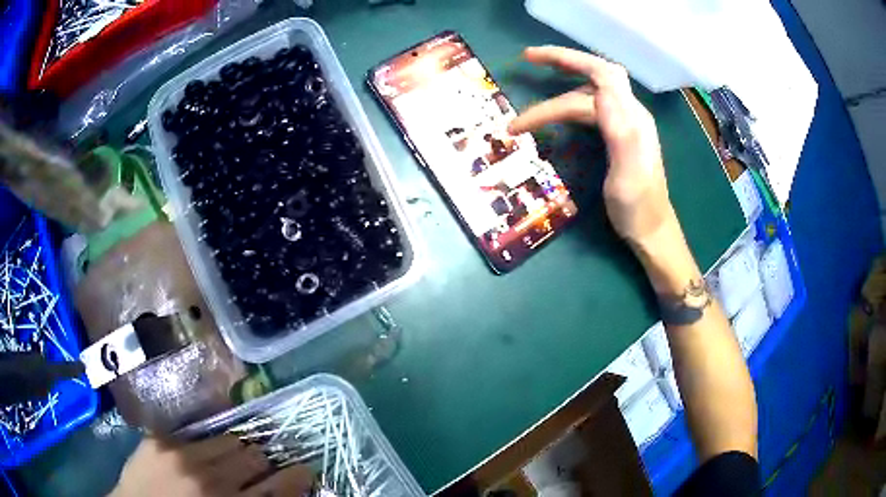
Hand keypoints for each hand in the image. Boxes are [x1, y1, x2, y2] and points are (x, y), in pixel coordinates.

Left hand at [110, 437, 313, 496]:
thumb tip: (280, 488)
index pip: (278, 488)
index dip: (297, 477)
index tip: (304, 470)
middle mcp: (208, 480)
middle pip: (253, 457)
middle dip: (260, 463)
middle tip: (254, 471)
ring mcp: (180, 455)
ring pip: (227, 439)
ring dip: (233, 451)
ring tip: (225, 461)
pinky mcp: (158, 439)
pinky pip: (194, 434)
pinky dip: (203, 445)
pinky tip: (196, 455)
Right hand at [508, 46, 676, 244]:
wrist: (652, 232)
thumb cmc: (637, 209)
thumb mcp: (628, 175)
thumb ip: (619, 131)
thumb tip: (598, 92)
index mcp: (633, 119)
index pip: (599, 76)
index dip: (567, 60)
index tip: (530, 60)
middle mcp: (631, 114)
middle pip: (595, 77)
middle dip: (562, 63)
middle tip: (528, 59)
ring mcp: (626, 124)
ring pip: (591, 92)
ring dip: (560, 87)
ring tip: (533, 88)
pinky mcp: (620, 135)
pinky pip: (593, 106)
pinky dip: (570, 100)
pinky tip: (559, 108)